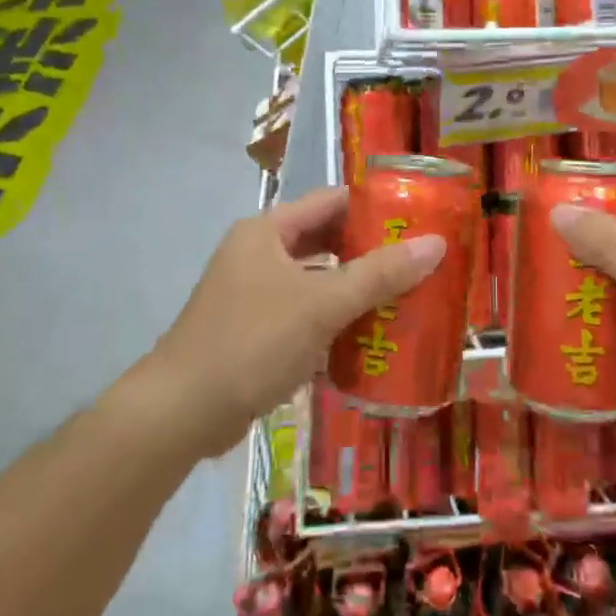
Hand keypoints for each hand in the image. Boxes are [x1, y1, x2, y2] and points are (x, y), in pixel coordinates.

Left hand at [145, 187, 445, 457]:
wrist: (180, 414)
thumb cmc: (251, 342)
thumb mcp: (321, 304)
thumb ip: (379, 274)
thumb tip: (436, 244)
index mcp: (267, 231)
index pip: (330, 201)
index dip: (374, 206)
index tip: (417, 218)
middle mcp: (258, 254)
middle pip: (325, 241)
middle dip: (370, 251)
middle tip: (419, 262)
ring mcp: (253, 294)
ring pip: (316, 281)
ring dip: (354, 289)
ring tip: (405, 297)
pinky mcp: (254, 332)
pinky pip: (304, 314)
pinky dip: (334, 320)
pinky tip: (369, 337)